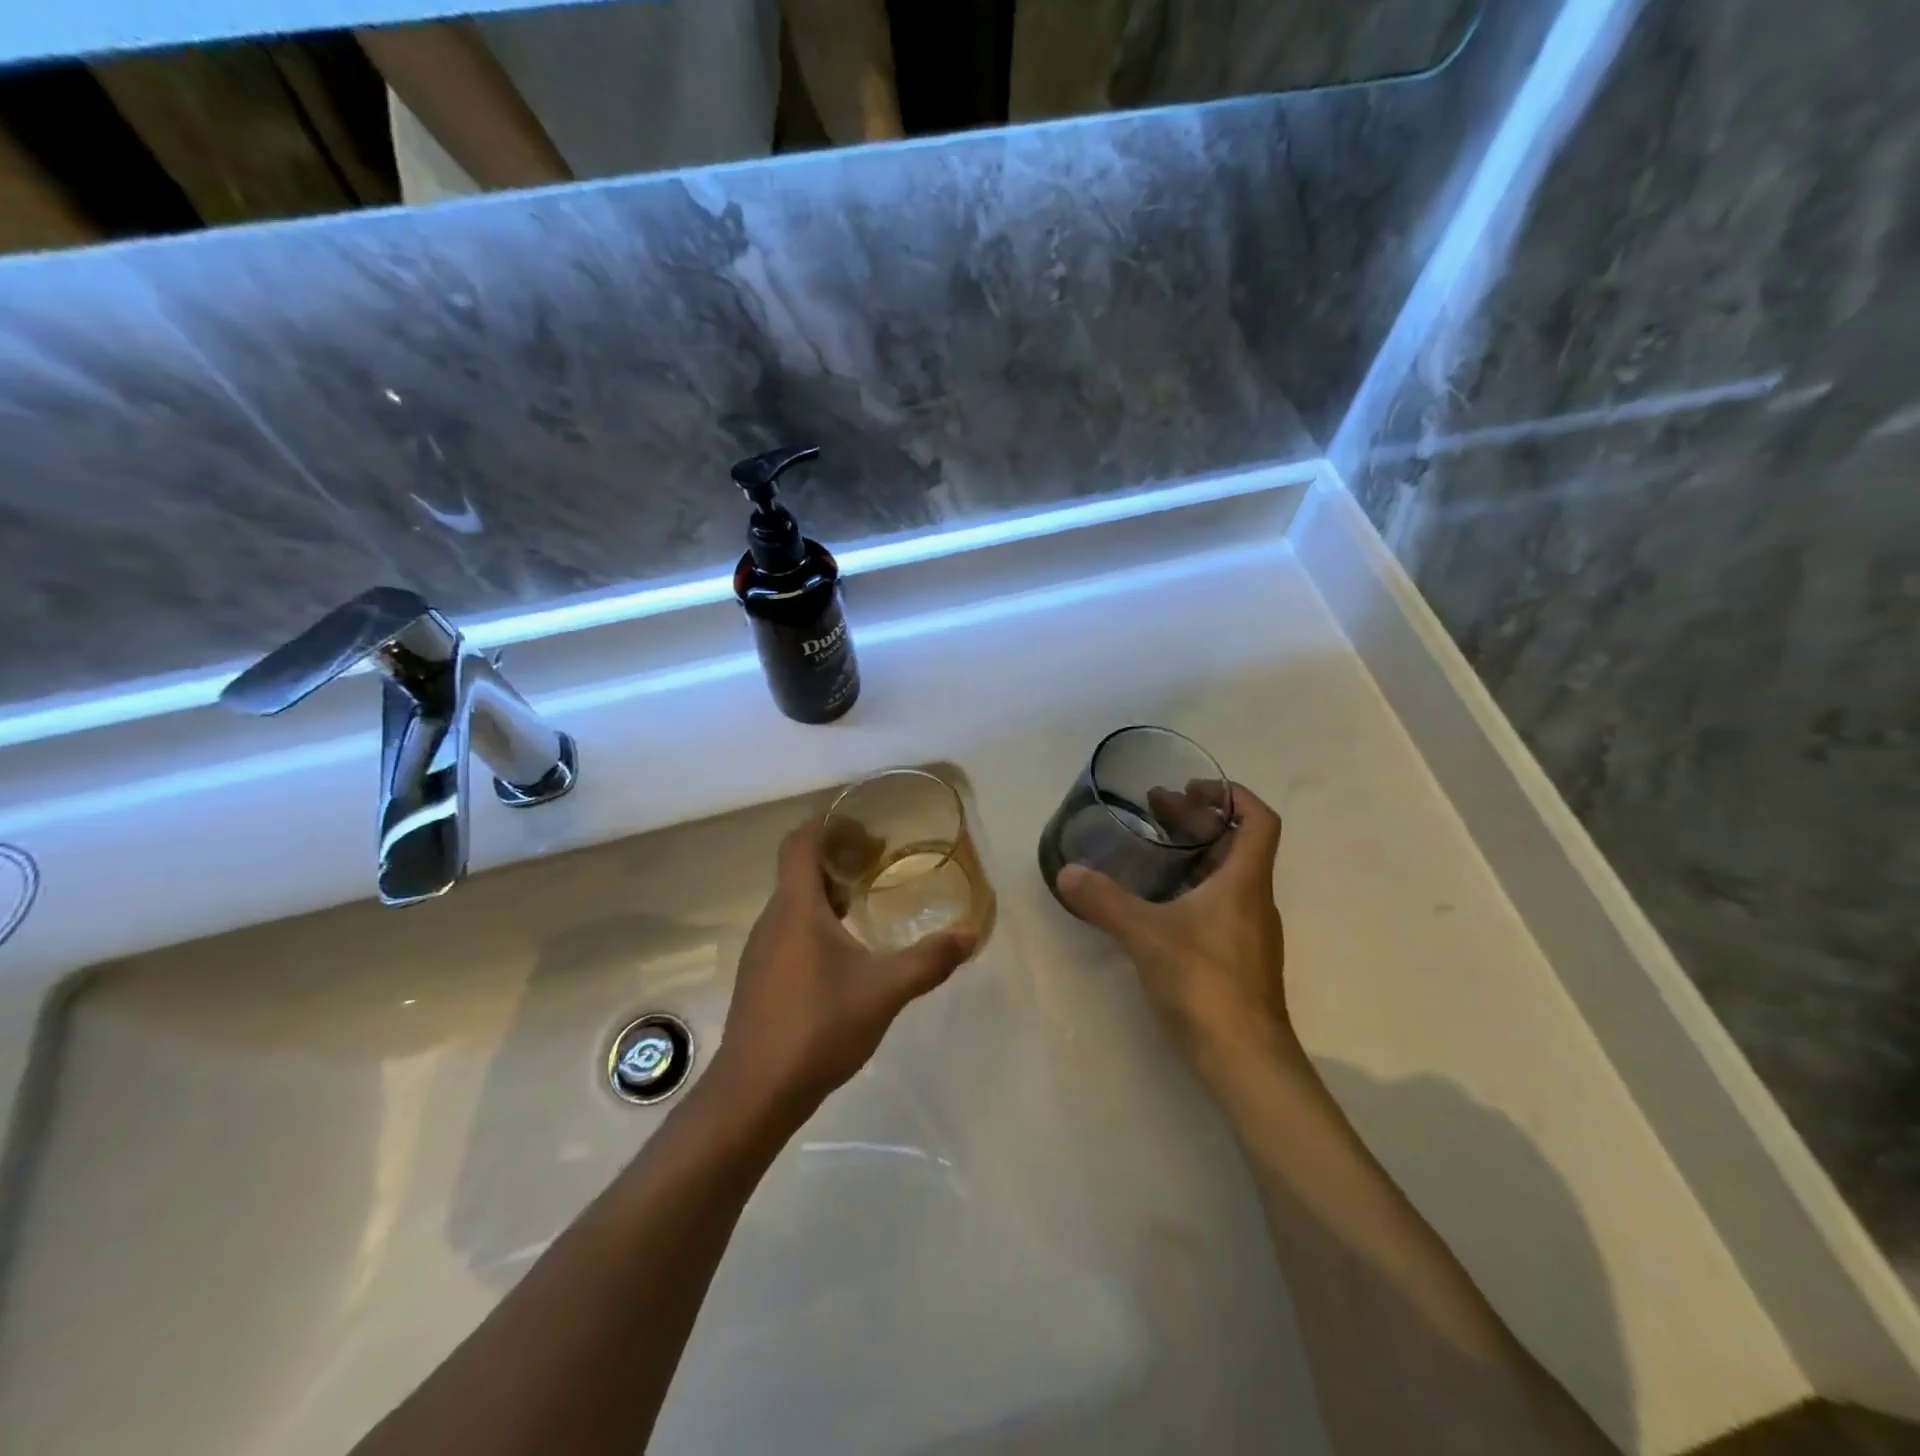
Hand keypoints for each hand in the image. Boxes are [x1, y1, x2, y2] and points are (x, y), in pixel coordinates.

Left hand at [709, 818, 975, 1126]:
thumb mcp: (885, 990)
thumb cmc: (818, 1026)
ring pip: (793, 903)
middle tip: (878, 862)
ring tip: (865, 904)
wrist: (755, 1092)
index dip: (829, 824)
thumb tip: (971, 934)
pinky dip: (815, 923)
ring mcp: (761, 951)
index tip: (865, 827)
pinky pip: (788, 931)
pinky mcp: (759, 979)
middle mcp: (772, 920)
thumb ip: (929, 960)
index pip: (800, 842)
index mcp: (796, 908)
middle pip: (798, 869)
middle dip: (837, 857)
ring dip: (826, 892)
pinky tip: (843, 954)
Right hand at [1055, 782, 1292, 1079]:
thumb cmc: (1205, 984)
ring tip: (1154, 846)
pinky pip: (1219, 903)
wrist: (1245, 1060)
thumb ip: (1105, 901)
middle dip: (1198, 818)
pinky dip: (1192, 886)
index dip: (1232, 795)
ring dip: (1195, 852)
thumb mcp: (1147, 936)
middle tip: (1156, 807)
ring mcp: (1249, 931)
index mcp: (1244, 882)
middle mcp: (1253, 900)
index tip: (1193, 786)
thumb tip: (1066, 872)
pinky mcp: (1238, 957)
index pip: (1259, 820)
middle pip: (1236, 843)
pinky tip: (1159, 901)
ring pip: (1227, 874)